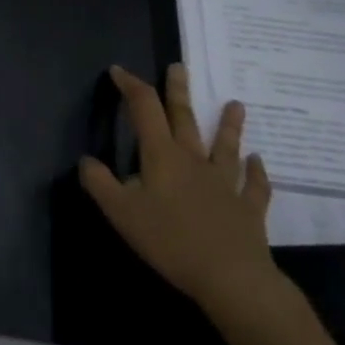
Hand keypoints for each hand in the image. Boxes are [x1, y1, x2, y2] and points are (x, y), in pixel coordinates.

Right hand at [79, 64, 303, 344]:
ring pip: (225, 146)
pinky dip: (257, 173)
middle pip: (185, 117)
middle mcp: (193, 160)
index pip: (144, 108)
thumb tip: (85, 160)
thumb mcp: (122, 214)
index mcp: (162, 156)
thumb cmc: (171, 241)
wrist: (230, 277)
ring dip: (229, 125)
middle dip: (177, 90)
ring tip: (235, 104)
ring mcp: (224, 183)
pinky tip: (259, 162)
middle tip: (179, 67)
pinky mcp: (248, 209)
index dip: (130, 86)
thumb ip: (100, 184)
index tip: (118, 71)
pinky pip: (254, 186)